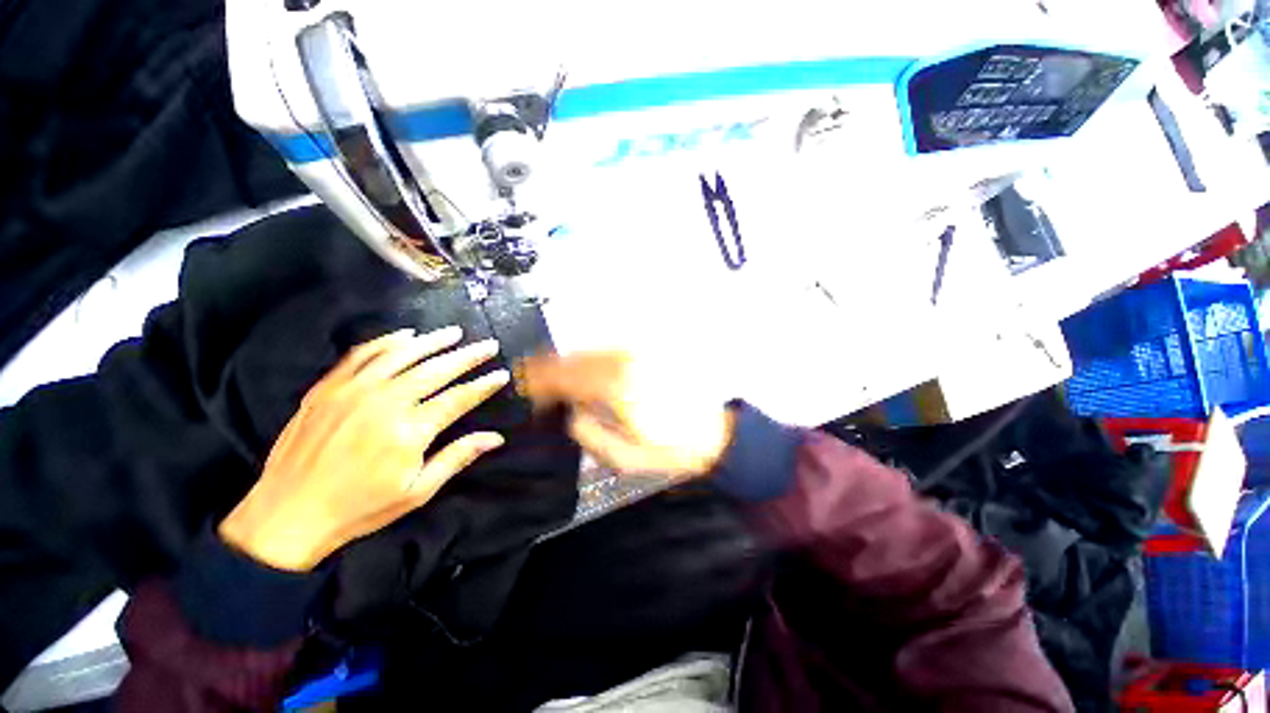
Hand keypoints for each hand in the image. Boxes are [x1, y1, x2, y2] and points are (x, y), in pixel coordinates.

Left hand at [219, 327, 509, 571]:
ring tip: (454, 332)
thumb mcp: (416, 492)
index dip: (483, 385)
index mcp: (409, 431)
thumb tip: (496, 438)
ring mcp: (352, 391)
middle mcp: (384, 403)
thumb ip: (456, 458)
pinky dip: (385, 342)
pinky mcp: (327, 388)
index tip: (502, 374)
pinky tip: (404, 336)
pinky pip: (361, 355)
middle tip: (489, 345)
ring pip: (401, 355)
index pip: (458, 398)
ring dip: (432, 341)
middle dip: (468, 356)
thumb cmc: (359, 509)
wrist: (286, 515)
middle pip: (436, 370)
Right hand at [516, 352, 734, 478]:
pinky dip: (591, 358)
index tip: (527, 390)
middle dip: (550, 369)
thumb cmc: (669, 451)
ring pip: (591, 350)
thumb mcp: (624, 458)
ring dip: (569, 362)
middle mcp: (627, 363)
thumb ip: (589, 435)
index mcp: (617, 389)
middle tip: (534, 381)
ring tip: (555, 375)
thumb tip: (571, 413)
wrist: (713, 434)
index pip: (567, 378)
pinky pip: (610, 349)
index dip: (541, 383)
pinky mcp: (650, 353)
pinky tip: (586, 369)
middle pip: (575, 359)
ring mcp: (640, 354)